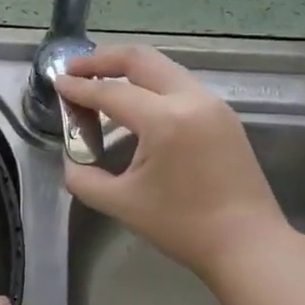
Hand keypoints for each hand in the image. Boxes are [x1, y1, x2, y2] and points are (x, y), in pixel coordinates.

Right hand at [55, 46, 287, 281]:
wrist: (248, 245)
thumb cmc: (183, 226)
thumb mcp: (121, 204)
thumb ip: (84, 177)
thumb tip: (71, 159)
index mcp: (165, 120)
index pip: (111, 92)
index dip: (79, 88)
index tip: (56, 82)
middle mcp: (191, 100)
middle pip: (141, 60)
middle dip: (103, 60)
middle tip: (75, 69)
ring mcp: (213, 104)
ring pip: (164, 68)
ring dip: (129, 70)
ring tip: (101, 82)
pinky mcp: (224, 116)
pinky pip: (180, 85)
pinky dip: (152, 85)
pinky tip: (136, 104)